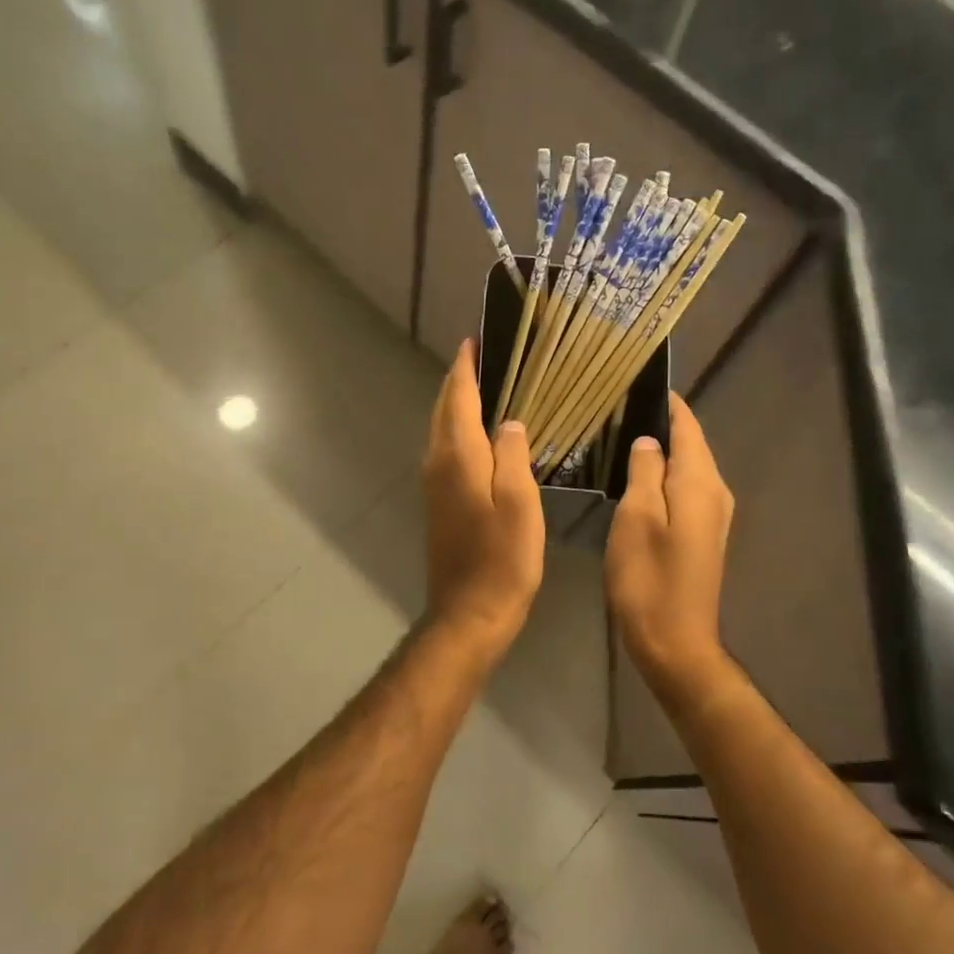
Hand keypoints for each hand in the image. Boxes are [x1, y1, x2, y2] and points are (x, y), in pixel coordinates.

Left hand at [422, 340, 544, 659]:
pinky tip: (481, 437)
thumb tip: (509, 421)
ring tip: (485, 387)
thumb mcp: (519, 503)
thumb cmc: (502, 559)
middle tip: (482, 357)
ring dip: (457, 405)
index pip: (458, 398)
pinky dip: (460, 431)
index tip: (474, 341)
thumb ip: (513, 455)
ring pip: (442, 432)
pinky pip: (447, 452)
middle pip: (444, 411)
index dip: (465, 368)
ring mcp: (434, 486)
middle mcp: (438, 464)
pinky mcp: (439, 505)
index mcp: (458, 457)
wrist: (469, 612)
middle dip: (459, 381)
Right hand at [605, 393, 733, 683]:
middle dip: (663, 425)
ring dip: (662, 452)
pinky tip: (638, 479)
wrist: (674, 640)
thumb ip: (644, 473)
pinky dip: (664, 477)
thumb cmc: (649, 578)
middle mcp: (715, 493)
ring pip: (688, 469)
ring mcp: (713, 517)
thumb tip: (647, 441)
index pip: (688, 428)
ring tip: (624, 436)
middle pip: (691, 446)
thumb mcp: (637, 518)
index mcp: (699, 483)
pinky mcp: (703, 536)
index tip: (639, 383)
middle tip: (621, 408)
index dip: (668, 404)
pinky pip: (685, 491)